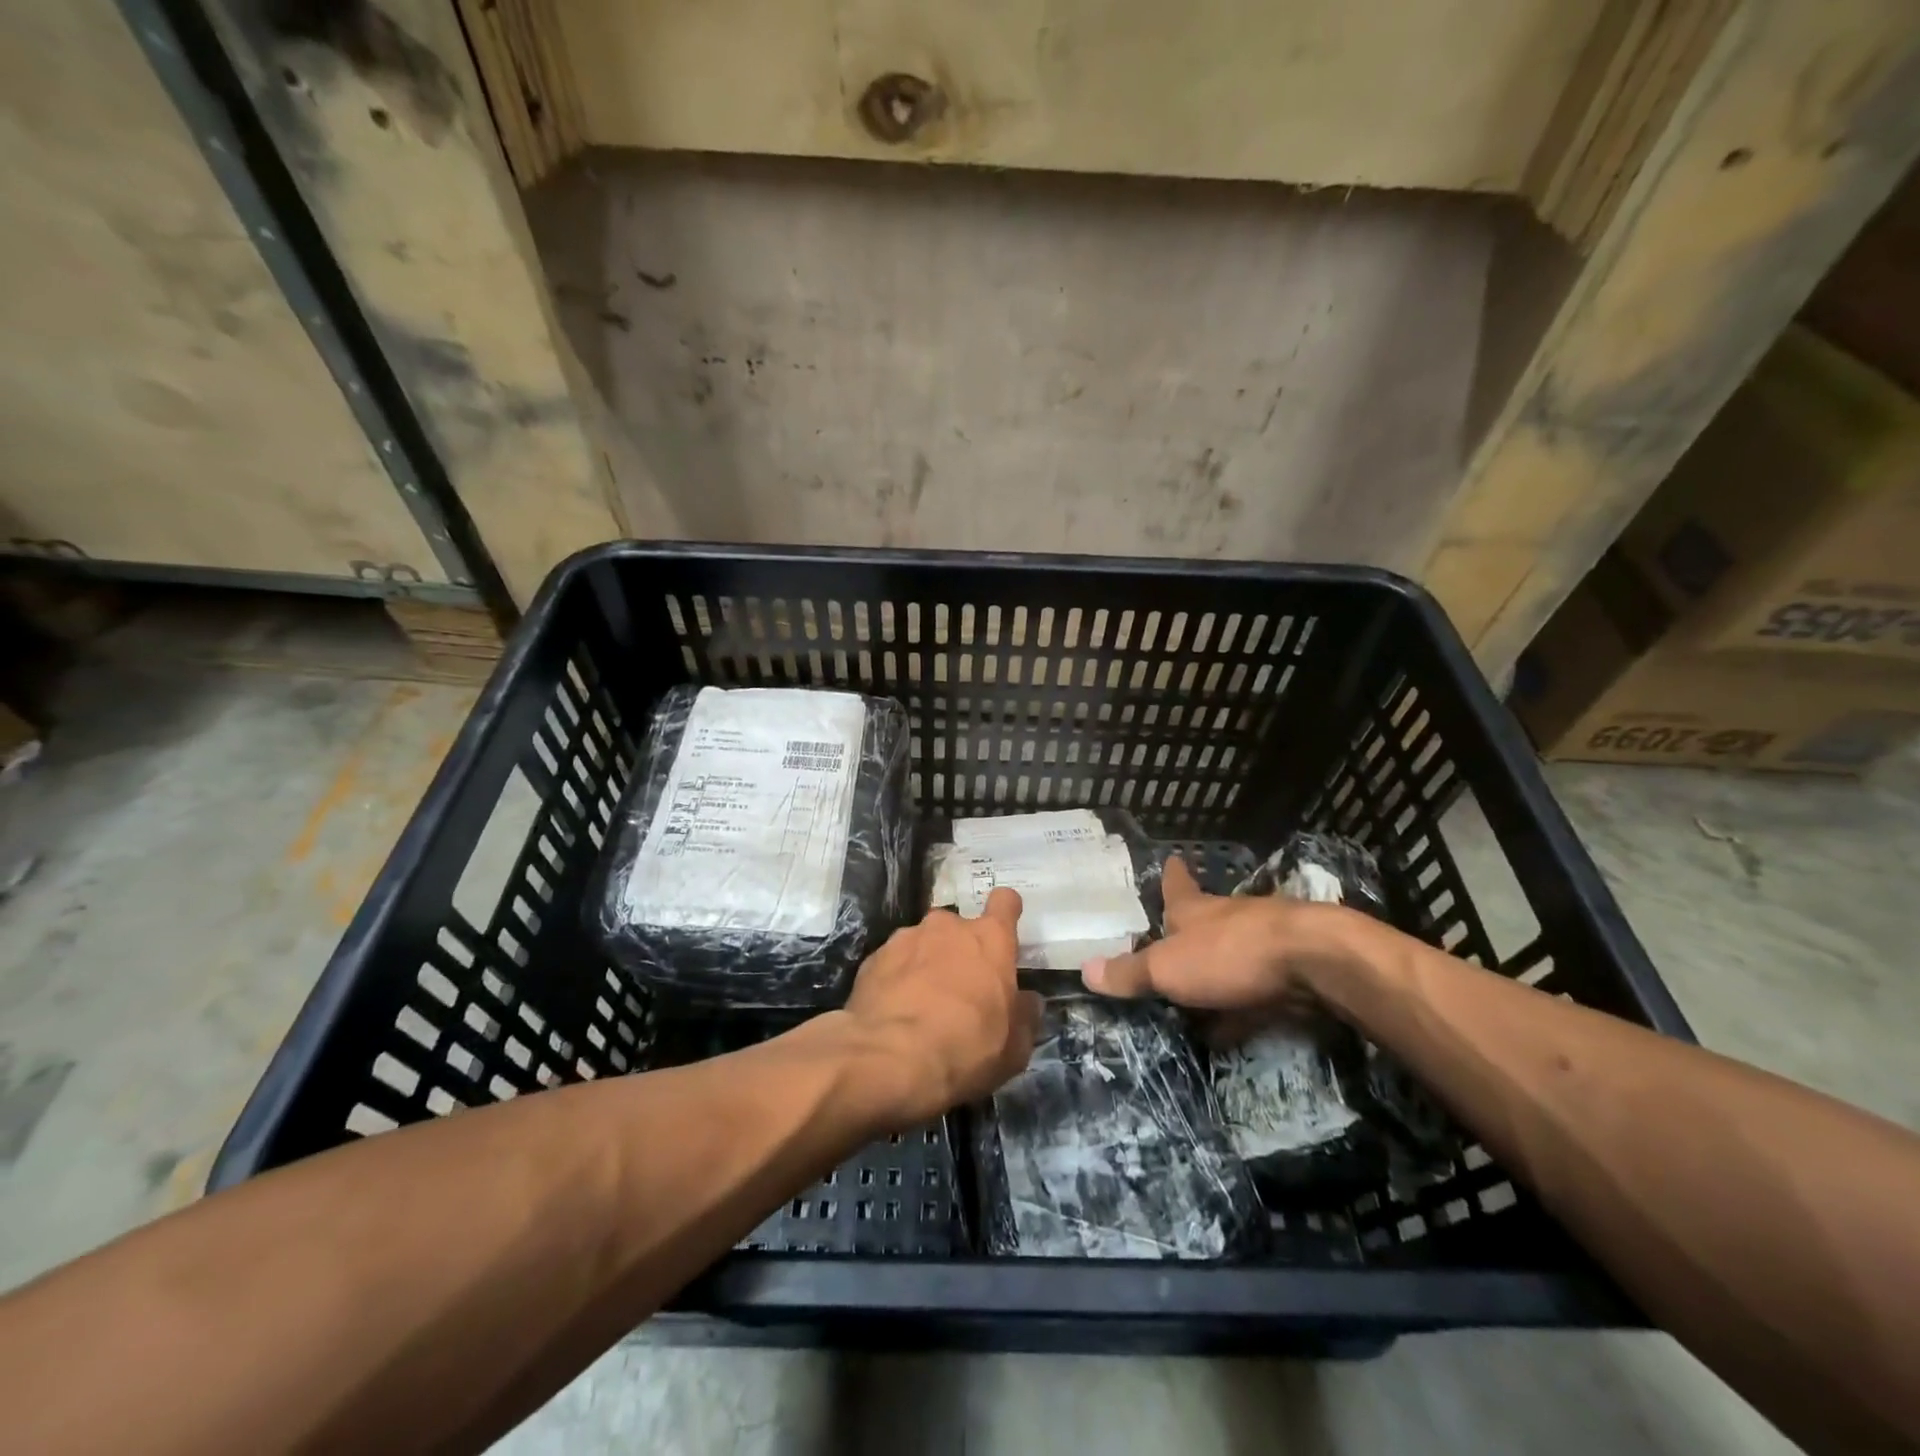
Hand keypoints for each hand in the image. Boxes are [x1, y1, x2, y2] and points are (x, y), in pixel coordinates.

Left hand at [842, 887, 1042, 1124]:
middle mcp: (948, 927)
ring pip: (924, 943)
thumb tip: (1028, 1001)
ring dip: (926, 964)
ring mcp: (906, 937)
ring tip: (921, 1005)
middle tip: (960, 990)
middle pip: (959, 928)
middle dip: (960, 951)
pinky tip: (894, 1012)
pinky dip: (897, 979)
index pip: (1005, 902)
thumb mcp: (1014, 1047)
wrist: (889, 1058)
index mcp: (989, 939)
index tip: (1004, 929)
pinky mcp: (873, 957)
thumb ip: (1024, 1016)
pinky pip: (893, 962)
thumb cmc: (966, 1048)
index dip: (1006, 912)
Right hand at [1080, 856, 1359, 1015]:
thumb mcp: (1168, 969)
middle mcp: (1227, 918)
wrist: (1314, 962)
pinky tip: (1230, 1028)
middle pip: (1204, 920)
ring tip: (1193, 997)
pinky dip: (1240, 1005)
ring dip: (1215, 971)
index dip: (1171, 875)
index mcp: (1194, 910)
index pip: (1176, 886)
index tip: (1172, 859)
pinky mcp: (1290, 971)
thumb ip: (1130, 973)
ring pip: (1231, 954)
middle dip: (1190, 930)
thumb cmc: (1229, 954)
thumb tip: (1085, 970)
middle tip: (1170, 943)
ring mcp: (1263, 942)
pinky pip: (1255, 989)